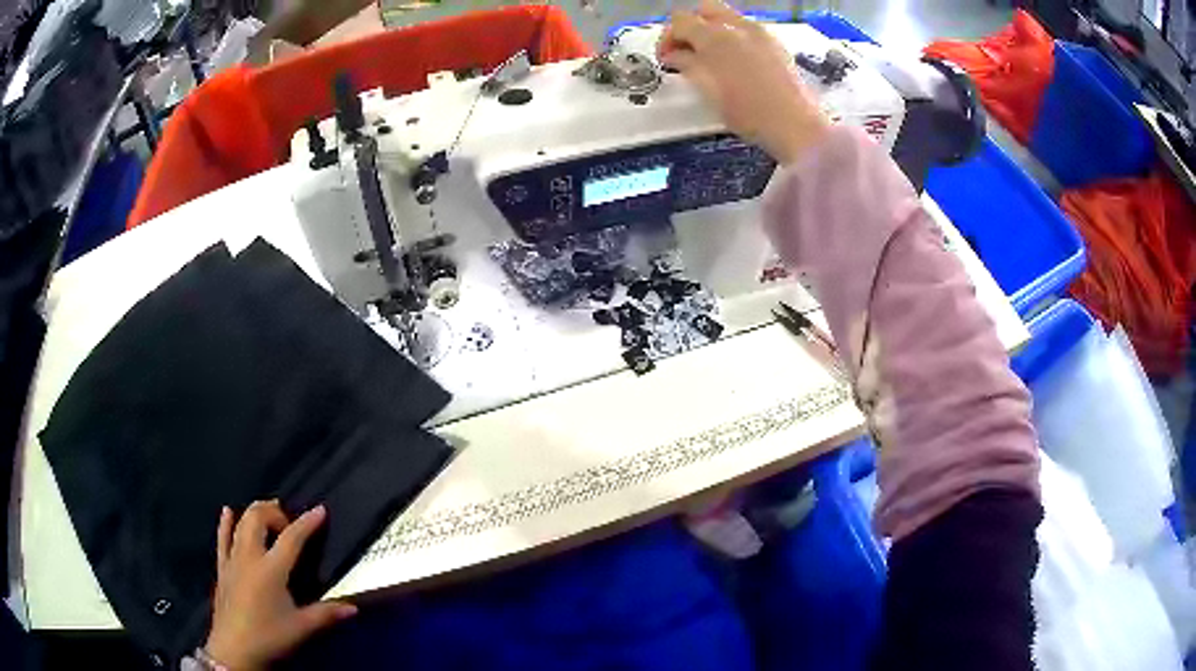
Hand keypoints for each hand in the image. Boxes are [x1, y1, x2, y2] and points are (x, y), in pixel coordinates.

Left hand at [205, 501, 357, 669]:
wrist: (234, 650)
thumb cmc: (269, 637)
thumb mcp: (301, 628)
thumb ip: (326, 614)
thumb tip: (352, 607)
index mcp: (271, 570)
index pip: (291, 538)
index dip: (307, 523)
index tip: (320, 509)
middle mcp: (249, 557)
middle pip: (257, 518)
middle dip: (274, 512)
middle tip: (289, 522)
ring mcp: (232, 560)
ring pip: (240, 524)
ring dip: (254, 514)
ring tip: (268, 514)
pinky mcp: (221, 569)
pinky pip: (222, 539)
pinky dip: (225, 523)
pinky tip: (228, 512)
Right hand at [658, 0, 830, 163]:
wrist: (796, 125)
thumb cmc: (748, 112)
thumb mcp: (708, 91)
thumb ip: (687, 65)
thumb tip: (674, 55)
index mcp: (715, 36)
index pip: (680, 21)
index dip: (667, 37)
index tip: (666, 58)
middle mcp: (737, 26)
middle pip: (705, 10)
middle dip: (691, 26)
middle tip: (687, 51)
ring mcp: (760, 33)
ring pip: (727, 18)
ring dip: (713, 32)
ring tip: (711, 59)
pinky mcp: (776, 45)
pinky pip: (746, 30)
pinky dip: (734, 39)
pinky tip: (736, 64)